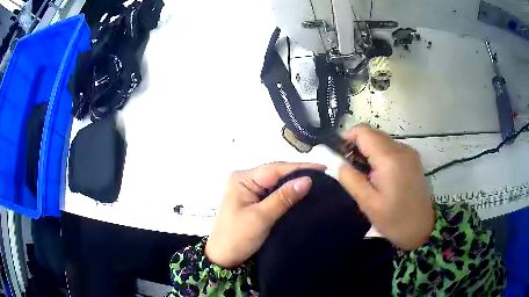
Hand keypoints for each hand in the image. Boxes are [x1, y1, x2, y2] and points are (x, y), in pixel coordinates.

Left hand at [205, 162, 324, 267]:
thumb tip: (307, 180)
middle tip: (324, 176)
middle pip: (276, 174)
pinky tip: (301, 193)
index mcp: (242, 179)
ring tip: (318, 182)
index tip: (323, 168)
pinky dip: (287, 194)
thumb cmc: (237, 237)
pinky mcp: (253, 202)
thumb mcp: (261, 217)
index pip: (275, 168)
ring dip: (294, 184)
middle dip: (298, 174)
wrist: (223, 258)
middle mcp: (245, 180)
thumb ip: (283, 198)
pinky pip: (274, 194)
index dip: (299, 167)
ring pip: (276, 183)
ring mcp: (249, 191)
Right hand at [338, 125, 434, 250]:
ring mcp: (409, 152)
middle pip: (373, 134)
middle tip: (346, 166)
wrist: (422, 228)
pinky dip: (379, 154)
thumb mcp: (368, 203)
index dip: (347, 136)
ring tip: (361, 172)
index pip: (364, 132)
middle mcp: (401, 148)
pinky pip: (391, 148)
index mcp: (389, 158)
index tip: (336, 153)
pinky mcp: (413, 158)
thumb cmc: (394, 220)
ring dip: (368, 150)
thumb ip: (349, 178)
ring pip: (382, 140)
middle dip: (356, 144)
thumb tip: (333, 161)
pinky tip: (377, 174)